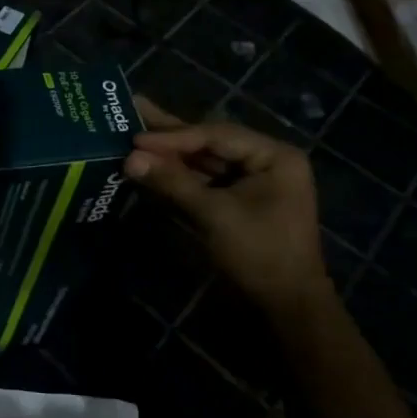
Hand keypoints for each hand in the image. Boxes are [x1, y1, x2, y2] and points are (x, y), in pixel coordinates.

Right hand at [123, 98, 332, 313]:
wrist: (287, 308)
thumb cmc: (260, 254)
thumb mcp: (214, 214)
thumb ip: (172, 182)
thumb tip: (129, 159)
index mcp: (274, 155)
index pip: (215, 135)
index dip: (173, 136)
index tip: (135, 138)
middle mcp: (265, 161)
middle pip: (209, 142)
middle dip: (170, 134)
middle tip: (132, 109)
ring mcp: (253, 182)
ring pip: (204, 161)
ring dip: (171, 154)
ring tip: (133, 134)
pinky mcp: (239, 202)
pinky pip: (205, 181)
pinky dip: (179, 175)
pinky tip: (151, 165)